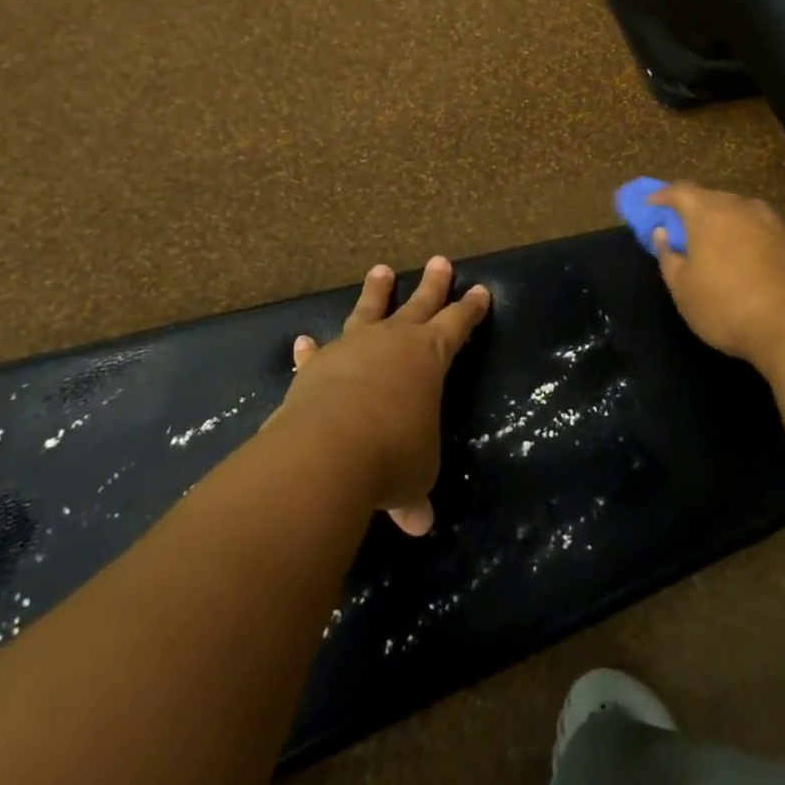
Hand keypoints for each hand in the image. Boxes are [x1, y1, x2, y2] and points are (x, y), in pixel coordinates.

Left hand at [282, 257, 490, 535]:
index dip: (470, 309)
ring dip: (375, 292)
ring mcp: (352, 348)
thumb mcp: (415, 476)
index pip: (457, 325)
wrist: (328, 449)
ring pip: (368, 311)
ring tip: (381, 270)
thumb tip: (418, 524)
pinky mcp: (316, 366)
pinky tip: (303, 341)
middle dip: (433, 284)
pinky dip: (311, 349)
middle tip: (440, 260)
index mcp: (429, 357)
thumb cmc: (393, 454)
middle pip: (419, 304)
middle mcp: (392, 342)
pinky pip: (317, 352)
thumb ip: (414, 494)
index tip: (481, 290)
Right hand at [648, 182, 784, 368]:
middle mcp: (741, 207)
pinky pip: (759, 229)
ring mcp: (772, 223)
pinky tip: (743, 258)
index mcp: (708, 212)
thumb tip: (663, 232)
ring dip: (722, 222)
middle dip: (692, 209)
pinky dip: (745, 236)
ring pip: (738, 212)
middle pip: (711, 198)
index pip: (680, 191)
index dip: (661, 196)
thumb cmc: (727, 305)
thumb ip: (668, 256)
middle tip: (680, 229)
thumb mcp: (683, 288)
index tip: (649, 207)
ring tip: (712, 244)